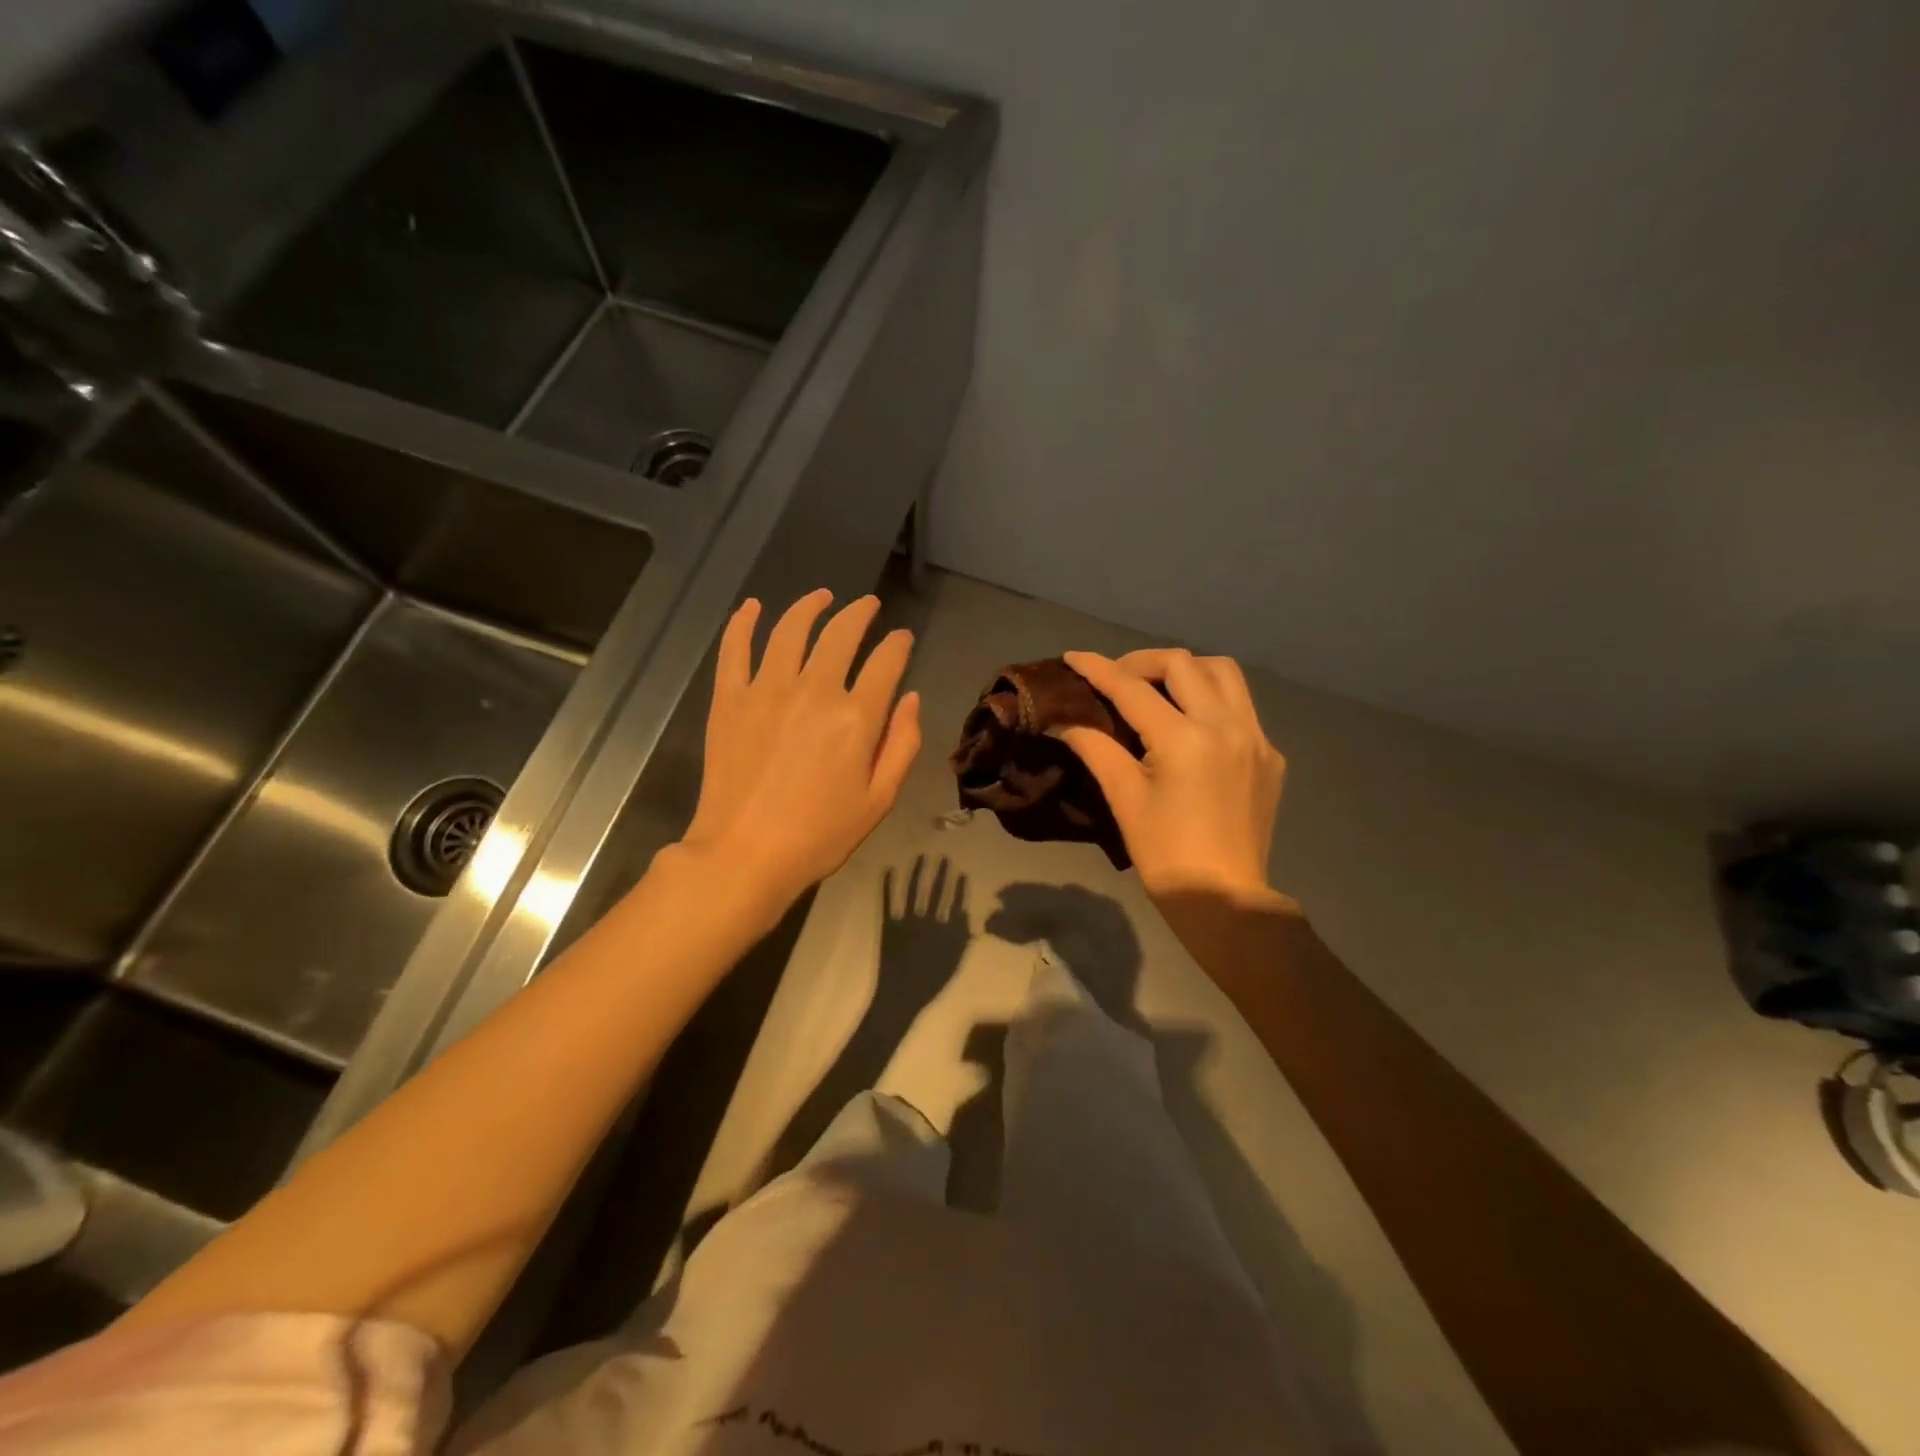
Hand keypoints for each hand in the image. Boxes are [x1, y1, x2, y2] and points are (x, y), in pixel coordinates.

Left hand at [679, 590, 921, 908]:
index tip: (902, 638)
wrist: (745, 854)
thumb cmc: (820, 834)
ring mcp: (766, 690)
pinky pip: (735, 649)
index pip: (885, 662)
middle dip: (860, 613)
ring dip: (810, 606)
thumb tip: (910, 698)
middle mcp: (814, 690)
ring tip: (822, 596)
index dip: (898, 644)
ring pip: (791, 630)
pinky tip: (753, 607)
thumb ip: (902, 744)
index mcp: (856, 716)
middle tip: (868, 605)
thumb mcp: (879, 799)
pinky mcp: (729, 699)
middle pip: (841, 634)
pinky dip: (744, 623)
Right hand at [1057, 648, 1286, 902]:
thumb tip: (1063, 724)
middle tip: (1117, 679)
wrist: (1224, 898)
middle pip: (1183, 664)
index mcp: (1184, 739)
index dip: (1098, 668)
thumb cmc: (1164, 853)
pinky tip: (1194, 724)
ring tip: (1160, 689)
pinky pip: (1242, 706)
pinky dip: (1213, 699)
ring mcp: (1256, 738)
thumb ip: (1095, 750)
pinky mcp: (1270, 755)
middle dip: (1143, 662)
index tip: (1073, 656)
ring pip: (1224, 673)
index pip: (1133, 688)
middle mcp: (1226, 725)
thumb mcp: (1124, 799)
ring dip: (1187, 670)